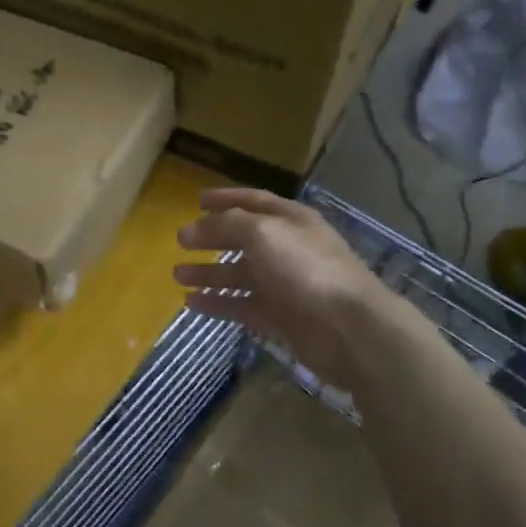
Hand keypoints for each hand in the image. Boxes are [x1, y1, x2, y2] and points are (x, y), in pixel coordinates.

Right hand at [173, 188, 400, 376]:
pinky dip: (217, 303)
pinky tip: (191, 303)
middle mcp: (288, 249)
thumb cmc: (305, 268)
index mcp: (290, 221)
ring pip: (239, 275)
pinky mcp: (280, 318)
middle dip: (212, 238)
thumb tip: (202, 224)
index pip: (254, 201)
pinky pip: (241, 306)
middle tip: (180, 241)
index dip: (226, 198)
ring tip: (177, 275)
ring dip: (209, 273)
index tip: (197, 201)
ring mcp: (285, 285)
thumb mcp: (263, 232)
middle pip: (243, 239)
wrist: (348, 328)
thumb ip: (229, 223)